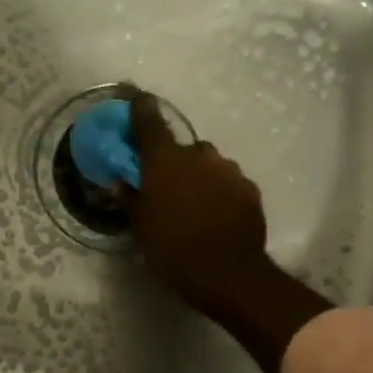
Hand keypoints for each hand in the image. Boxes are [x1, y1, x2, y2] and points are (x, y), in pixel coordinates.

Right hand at [124, 92, 269, 313]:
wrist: (227, 273)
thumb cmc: (172, 249)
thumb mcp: (140, 227)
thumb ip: (131, 198)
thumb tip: (121, 181)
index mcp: (164, 159)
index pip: (148, 118)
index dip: (140, 107)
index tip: (135, 99)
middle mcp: (198, 154)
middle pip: (183, 148)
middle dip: (175, 162)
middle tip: (168, 189)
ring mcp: (228, 170)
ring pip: (209, 165)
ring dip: (200, 178)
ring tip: (195, 208)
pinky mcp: (250, 189)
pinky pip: (229, 183)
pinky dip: (221, 193)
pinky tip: (217, 217)